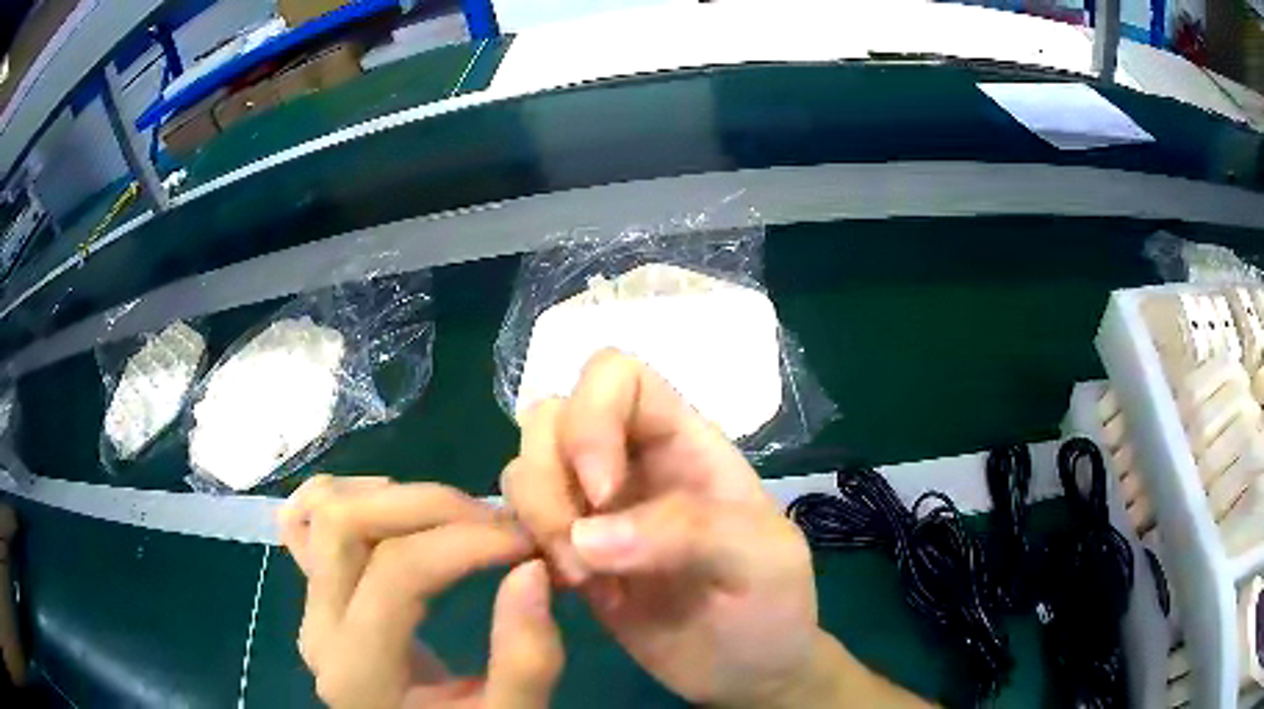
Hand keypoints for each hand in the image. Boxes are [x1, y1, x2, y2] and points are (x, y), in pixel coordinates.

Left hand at [279, 476, 562, 708]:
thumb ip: (526, 661)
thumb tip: (532, 570)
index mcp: (359, 670)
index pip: (397, 573)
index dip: (466, 541)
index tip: (526, 540)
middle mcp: (318, 627)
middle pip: (345, 523)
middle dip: (429, 505)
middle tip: (495, 523)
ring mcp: (309, 605)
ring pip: (321, 509)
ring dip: (392, 496)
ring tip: (455, 520)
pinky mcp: (316, 593)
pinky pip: (307, 521)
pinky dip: (350, 498)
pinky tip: (397, 513)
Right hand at [503, 350, 900, 707]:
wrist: (748, 670)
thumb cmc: (773, 605)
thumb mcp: (761, 560)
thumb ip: (689, 533)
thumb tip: (588, 535)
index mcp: (683, 442)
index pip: (617, 375)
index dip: (593, 418)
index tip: (603, 492)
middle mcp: (630, 461)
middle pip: (551, 417)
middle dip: (550, 480)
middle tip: (583, 553)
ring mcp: (595, 510)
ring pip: (526, 468)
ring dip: (537, 519)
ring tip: (582, 580)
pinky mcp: (572, 554)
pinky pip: (519, 524)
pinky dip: (523, 548)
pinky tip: (561, 588)